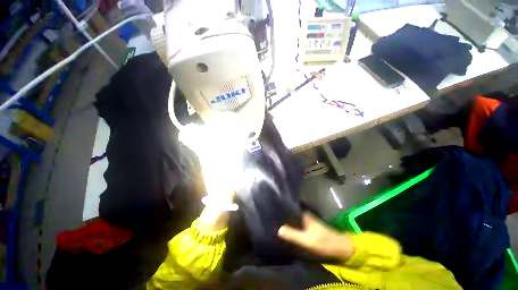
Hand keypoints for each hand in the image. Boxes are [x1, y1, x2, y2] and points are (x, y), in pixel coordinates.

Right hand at [278, 213, 353, 260]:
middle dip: (283, 216)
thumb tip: (278, 229)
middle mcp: (305, 215)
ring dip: (287, 222)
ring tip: (276, 223)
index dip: (281, 210)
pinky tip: (287, 230)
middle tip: (272, 219)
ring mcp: (307, 221)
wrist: (340, 247)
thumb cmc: (324, 241)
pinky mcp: (309, 227)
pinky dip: (292, 227)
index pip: (289, 209)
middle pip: (291, 214)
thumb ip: (293, 234)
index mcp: (304, 215)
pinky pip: (297, 225)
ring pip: (294, 219)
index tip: (272, 211)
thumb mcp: (308, 240)